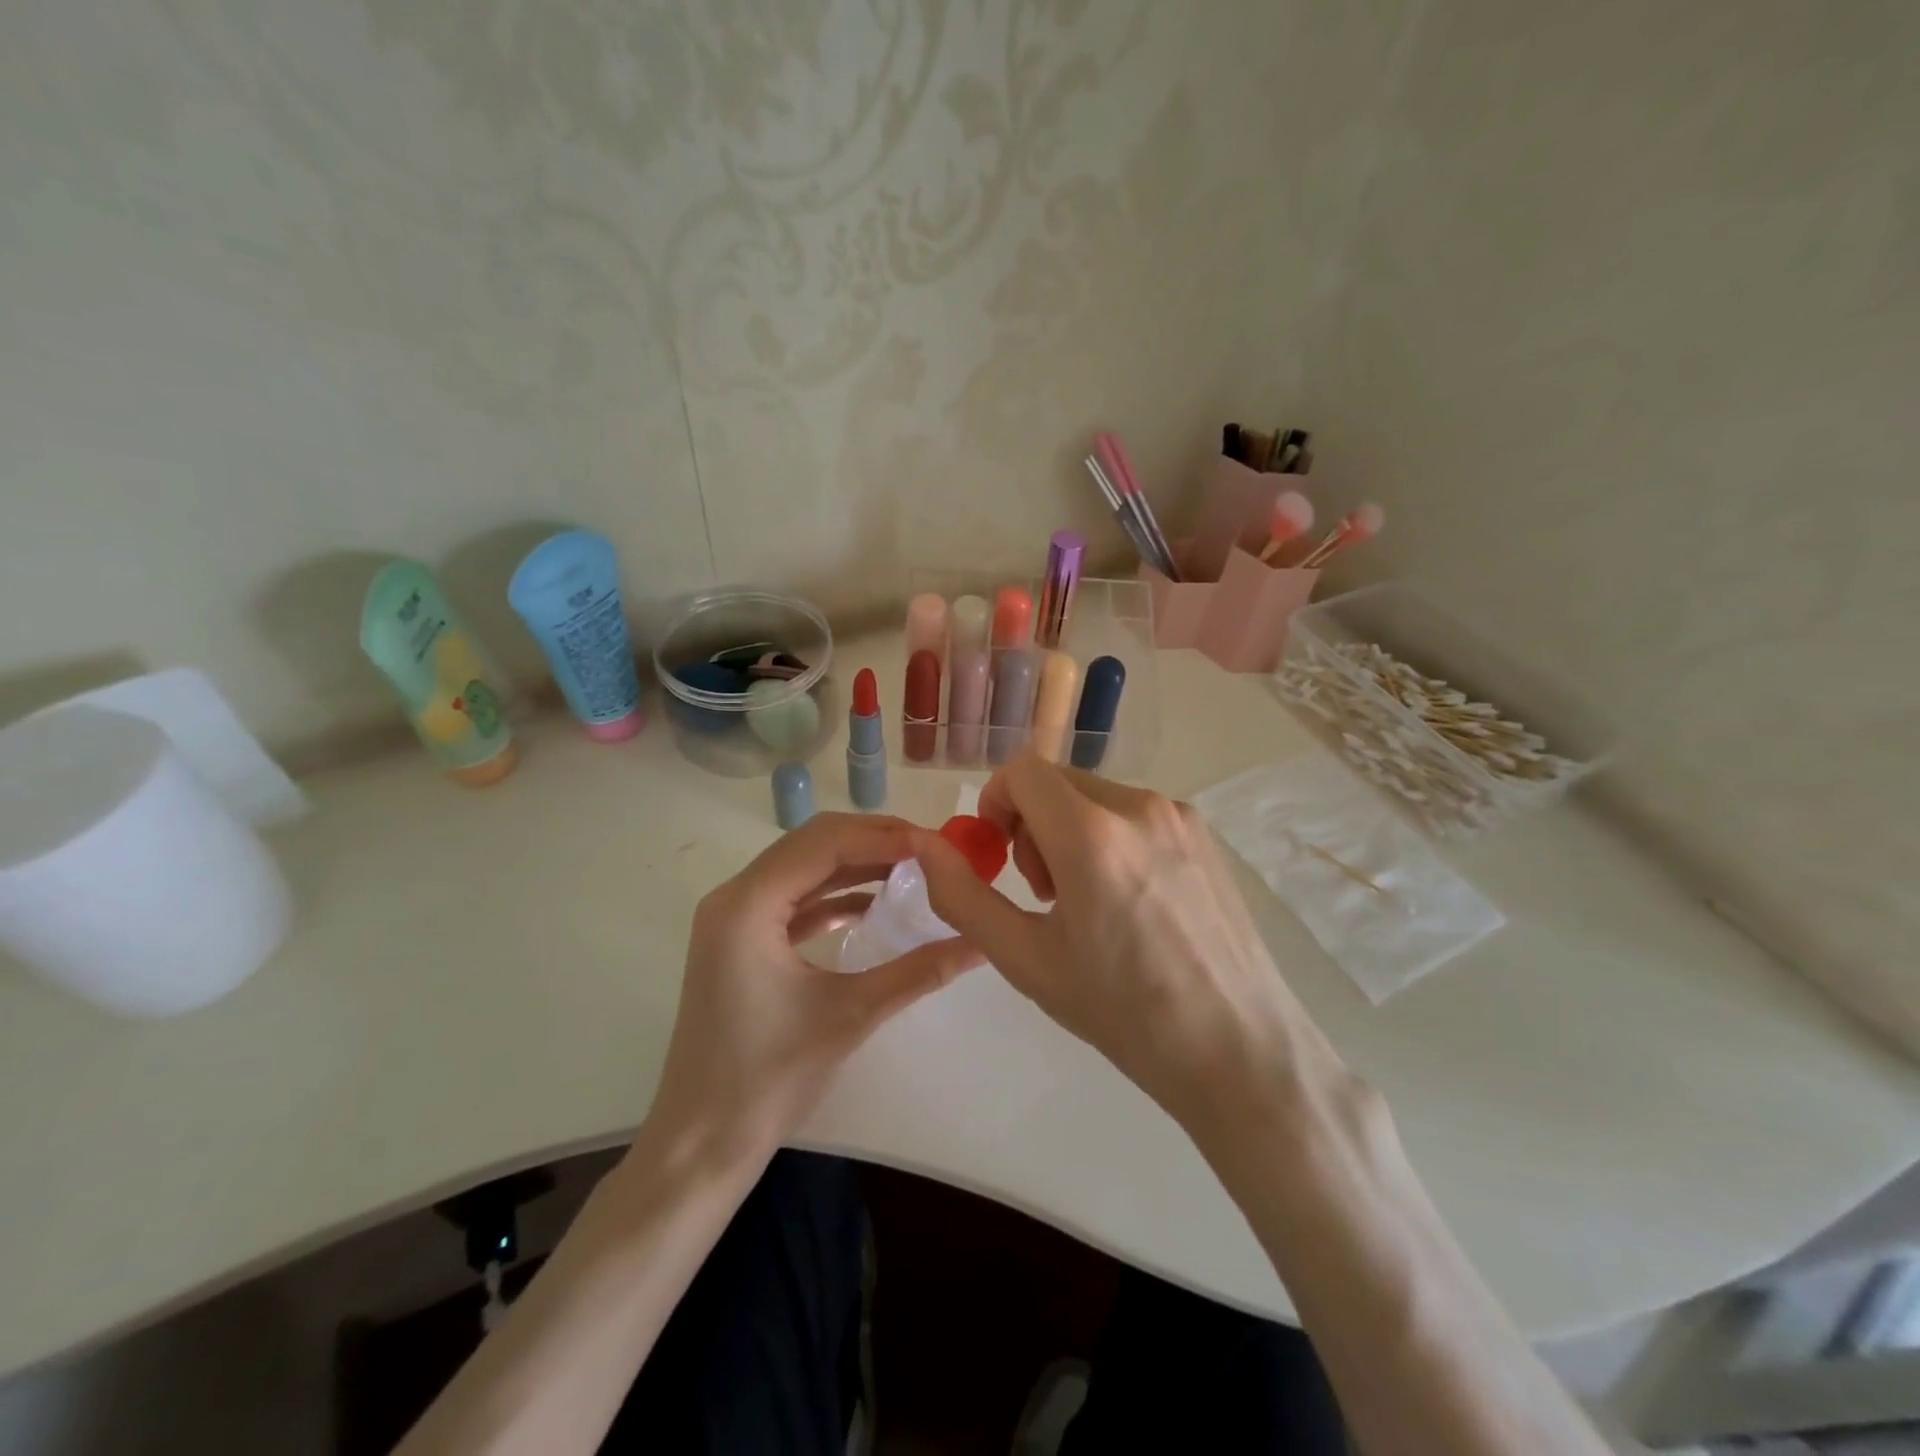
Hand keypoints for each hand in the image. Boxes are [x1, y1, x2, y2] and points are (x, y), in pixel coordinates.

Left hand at [646, 813, 982, 1162]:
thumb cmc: (769, 1079)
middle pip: (812, 844)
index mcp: (747, 905)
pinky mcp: (741, 941)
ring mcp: (734, 919)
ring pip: (804, 867)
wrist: (701, 1142)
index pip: (825, 844)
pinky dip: (836, 894)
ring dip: (856, 864)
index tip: (937, 845)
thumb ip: (919, 971)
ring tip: (913, 869)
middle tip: (930, 851)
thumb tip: (980, 944)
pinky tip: (875, 905)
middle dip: (873, 840)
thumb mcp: (851, 1016)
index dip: (884, 837)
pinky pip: (794, 899)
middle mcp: (734, 897)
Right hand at [915, 755, 1344, 1138]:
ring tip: (1088, 903)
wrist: (1238, 1050)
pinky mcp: (1207, 836)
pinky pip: (1137, 815)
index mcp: (1091, 833)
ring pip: (1098, 797)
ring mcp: (1181, 817)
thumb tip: (924, 848)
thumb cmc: (1122, 1011)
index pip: (1023, 771)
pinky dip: (1112, 839)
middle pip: (1059, 782)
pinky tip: (1132, 904)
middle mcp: (1139, 806)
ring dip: (1072, 832)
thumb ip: (963, 895)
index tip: (998, 855)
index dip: (995, 802)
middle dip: (1032, 823)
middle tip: (1043, 892)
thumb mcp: (1024, 959)